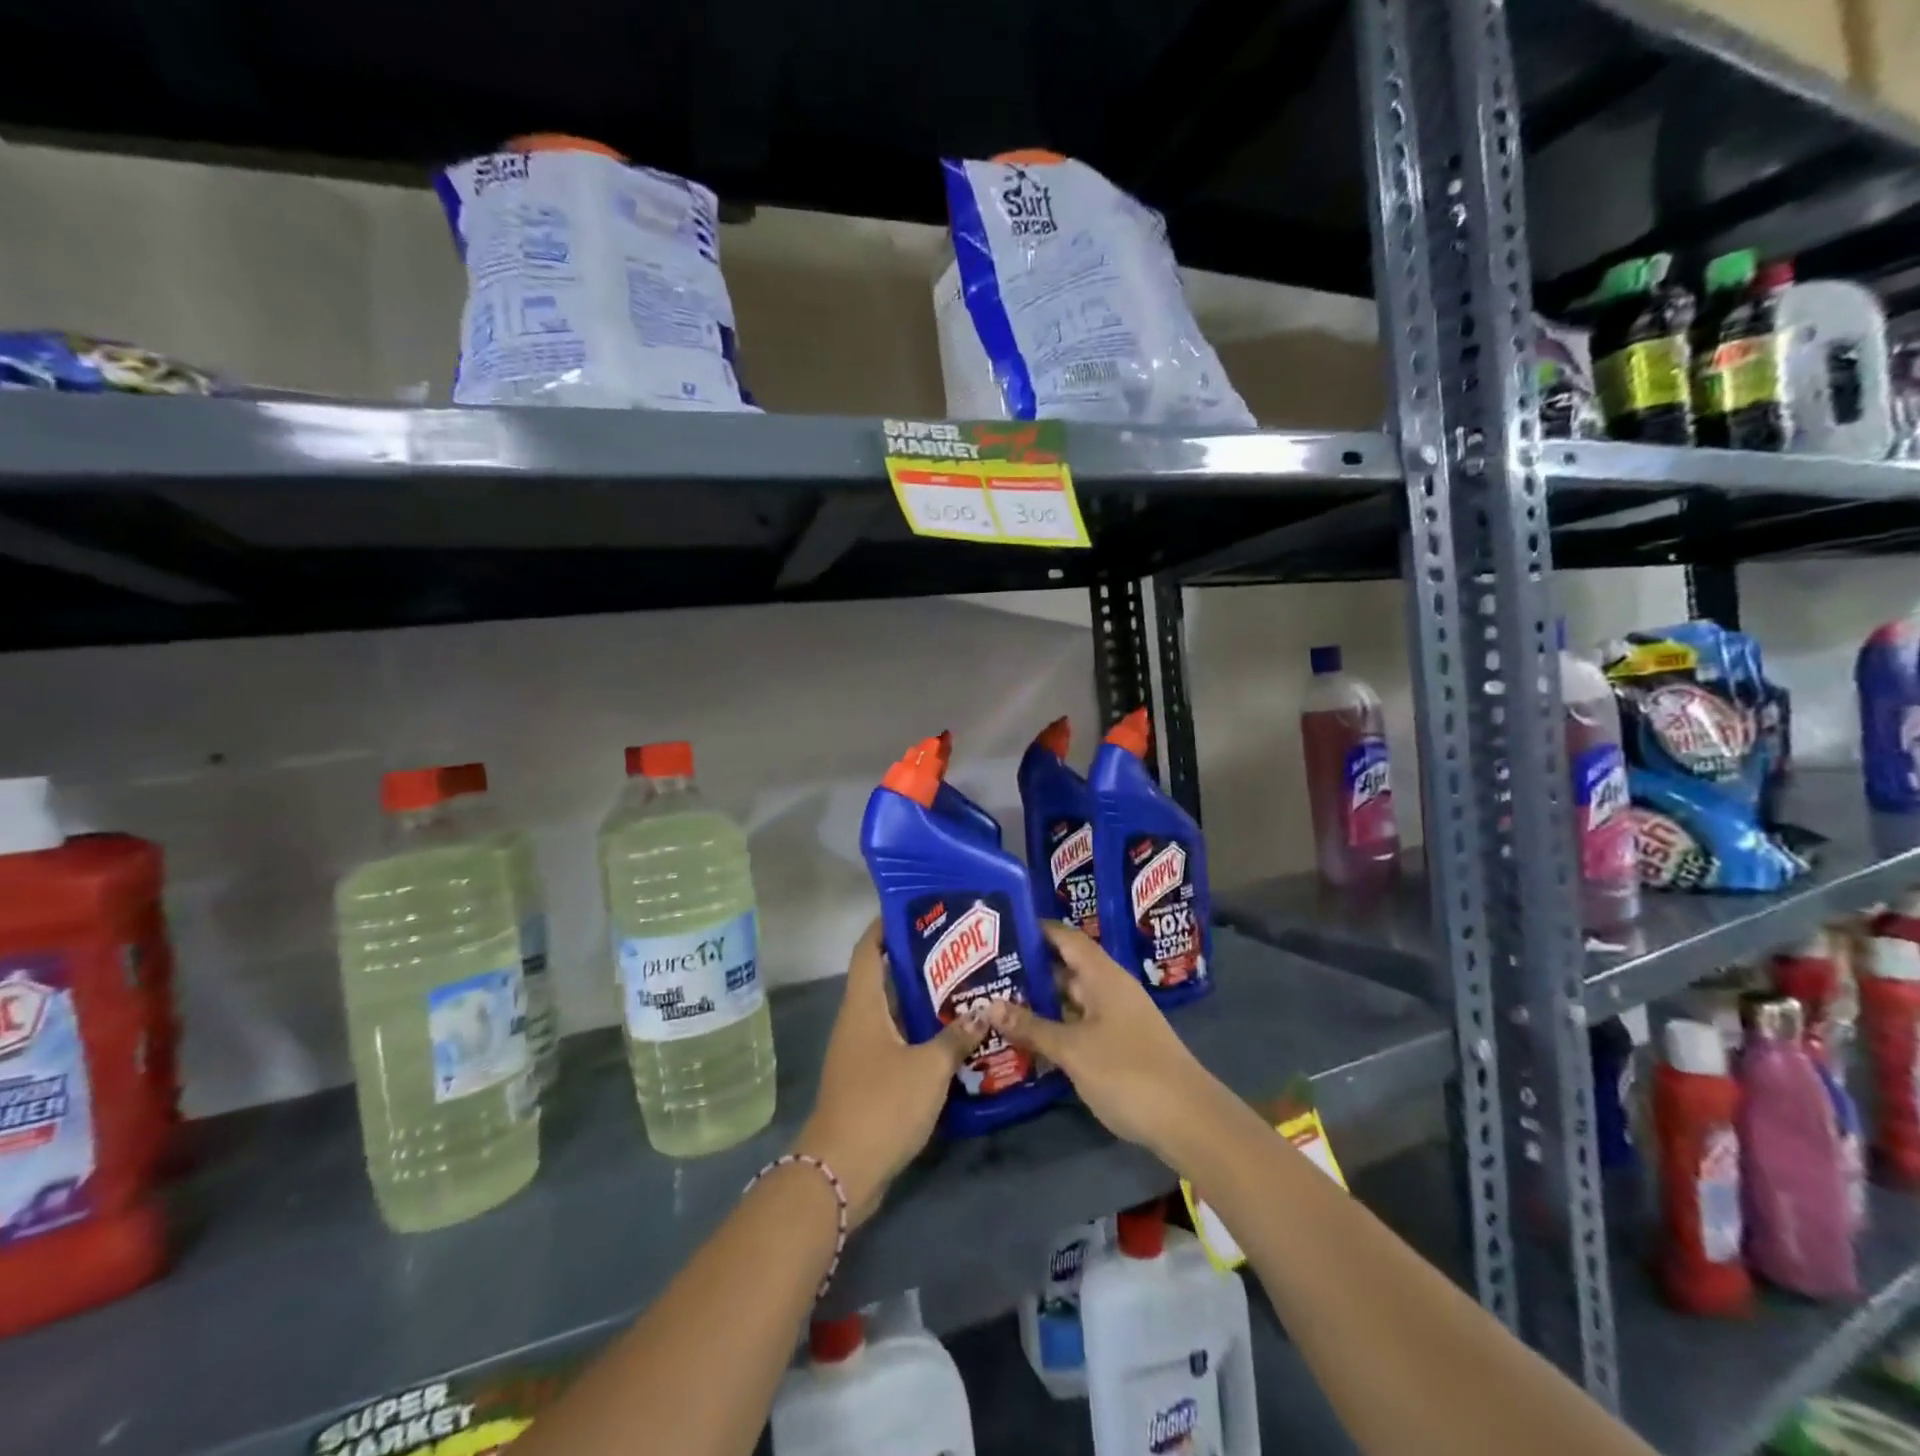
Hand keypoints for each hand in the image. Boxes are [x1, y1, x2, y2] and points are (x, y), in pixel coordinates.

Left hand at [793, 919, 987, 1223]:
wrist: (841, 1172)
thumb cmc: (881, 1105)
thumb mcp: (928, 1068)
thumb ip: (956, 1037)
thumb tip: (984, 1010)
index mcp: (863, 1006)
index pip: (868, 950)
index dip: (885, 926)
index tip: (915, 909)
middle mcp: (857, 1021)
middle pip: (883, 978)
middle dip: (916, 961)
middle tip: (957, 949)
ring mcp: (860, 1051)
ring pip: (892, 1011)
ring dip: (921, 999)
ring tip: (962, 985)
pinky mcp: (868, 1078)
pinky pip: (895, 1040)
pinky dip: (919, 1032)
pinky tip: (951, 1035)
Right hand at [986, 921, 1224, 1164]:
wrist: (1187, 1119)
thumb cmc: (1127, 1071)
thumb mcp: (1072, 1049)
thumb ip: (1031, 1027)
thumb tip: (989, 1005)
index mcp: (1103, 975)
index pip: (1066, 937)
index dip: (1036, 930)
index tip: (1001, 928)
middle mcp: (1110, 989)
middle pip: (1066, 968)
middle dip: (1030, 970)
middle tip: (988, 972)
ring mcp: (1117, 1018)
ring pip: (1071, 1000)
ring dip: (1040, 1002)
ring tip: (998, 1002)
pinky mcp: (1119, 1046)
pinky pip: (1080, 1025)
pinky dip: (1056, 1027)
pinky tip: (1028, 1039)